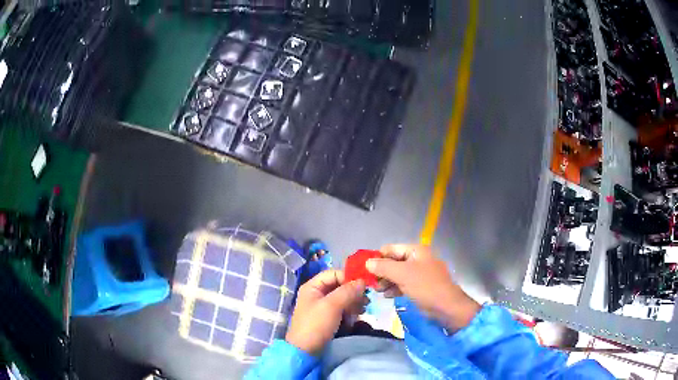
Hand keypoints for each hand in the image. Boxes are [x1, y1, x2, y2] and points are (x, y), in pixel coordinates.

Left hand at [285, 270, 365, 354]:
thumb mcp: (332, 306)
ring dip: (354, 302)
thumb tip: (362, 281)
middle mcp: (317, 294)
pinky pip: (342, 309)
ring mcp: (322, 306)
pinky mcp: (328, 318)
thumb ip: (347, 291)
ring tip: (363, 310)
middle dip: (353, 292)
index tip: (364, 286)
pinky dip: (351, 311)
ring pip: (343, 298)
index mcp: (312, 286)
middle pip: (340, 286)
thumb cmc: (316, 325)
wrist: (306, 351)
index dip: (349, 277)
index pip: (334, 273)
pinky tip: (357, 317)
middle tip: (366, 301)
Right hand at [366, 244, 480, 330]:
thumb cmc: (426, 287)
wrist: (447, 307)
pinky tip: (386, 296)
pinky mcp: (420, 287)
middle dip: (381, 272)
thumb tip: (367, 262)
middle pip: (393, 262)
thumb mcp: (403, 275)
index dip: (377, 258)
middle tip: (370, 283)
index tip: (363, 269)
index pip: (390, 249)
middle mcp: (417, 259)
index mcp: (416, 251)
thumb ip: (383, 267)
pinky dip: (394, 288)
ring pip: (397, 274)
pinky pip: (403, 284)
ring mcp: (419, 274)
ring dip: (386, 282)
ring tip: (377, 291)